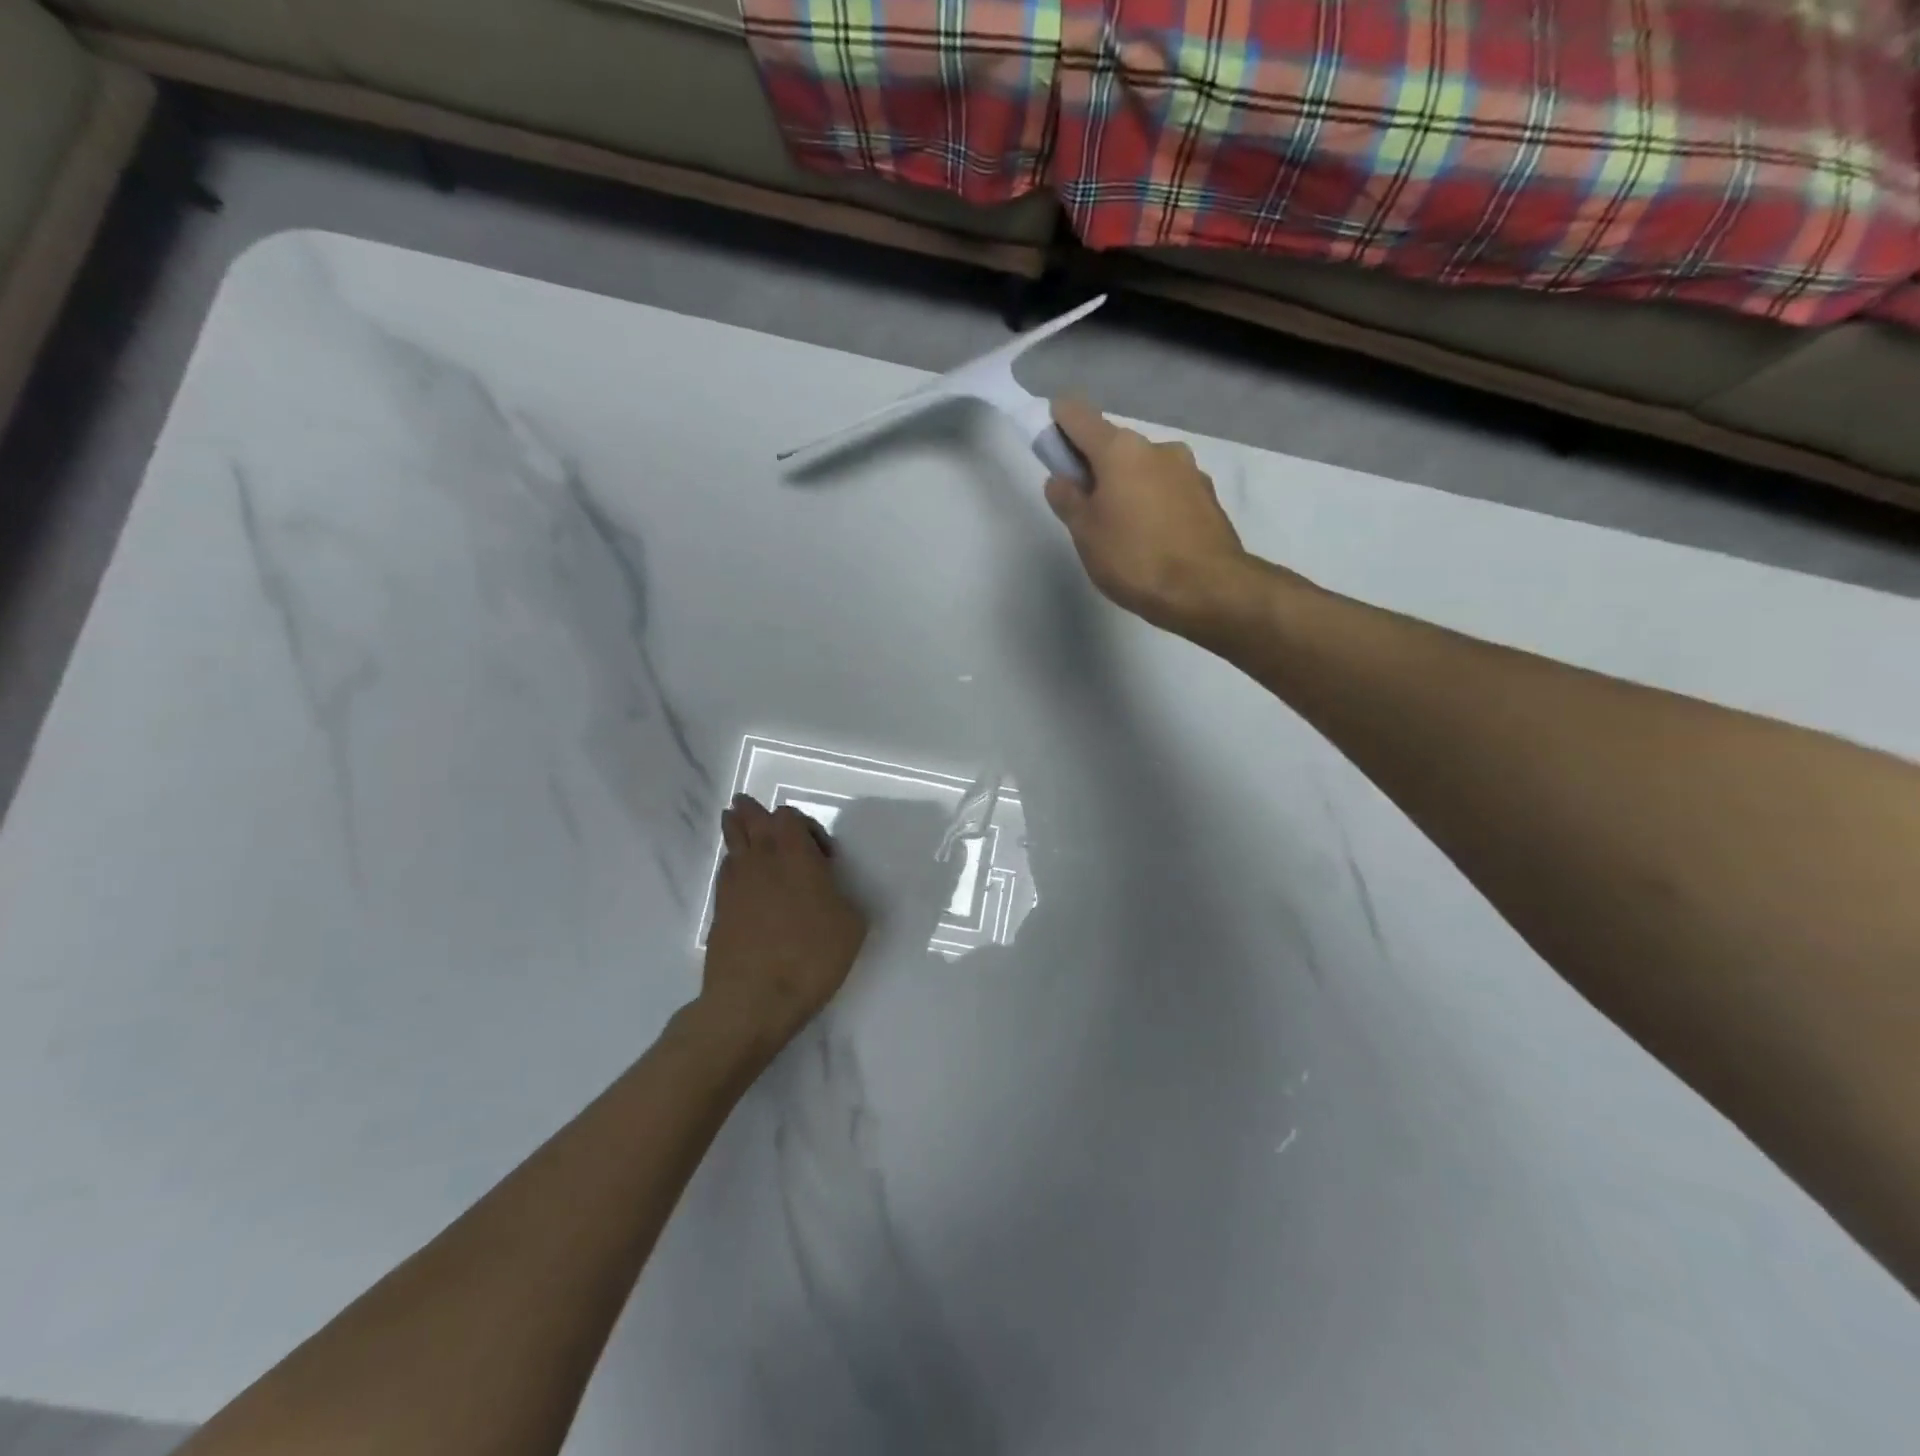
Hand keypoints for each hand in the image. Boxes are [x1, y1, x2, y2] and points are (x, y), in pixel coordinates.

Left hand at [700, 795, 867, 1055]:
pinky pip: (725, 872)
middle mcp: (761, 860)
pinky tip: (740, 874)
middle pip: (749, 820)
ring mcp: (734, 884)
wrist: (753, 1000)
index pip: (788, 817)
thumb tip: (831, 892)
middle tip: (748, 805)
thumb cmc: (811, 956)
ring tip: (735, 821)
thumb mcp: (851, 925)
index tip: (823, 855)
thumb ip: (843, 897)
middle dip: (752, 812)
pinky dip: (732, 864)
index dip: (804, 826)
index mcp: (795, 855)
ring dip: (736, 829)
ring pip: (731, 842)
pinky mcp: (719, 910)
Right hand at [1044, 398, 1264, 636]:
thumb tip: (1061, 479)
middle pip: (1114, 446)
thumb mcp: (1085, 533)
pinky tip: (1152, 538)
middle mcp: (1158, 448)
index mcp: (1121, 449)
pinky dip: (1153, 504)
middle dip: (1096, 468)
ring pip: (1144, 469)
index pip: (1079, 416)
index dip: (1059, 424)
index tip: (1050, 447)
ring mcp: (1188, 470)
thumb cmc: (1135, 558)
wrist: (1208, 590)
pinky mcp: (1208, 496)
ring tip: (1122, 531)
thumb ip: (1068, 500)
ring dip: (1128, 487)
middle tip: (1085, 510)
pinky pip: (1168, 490)